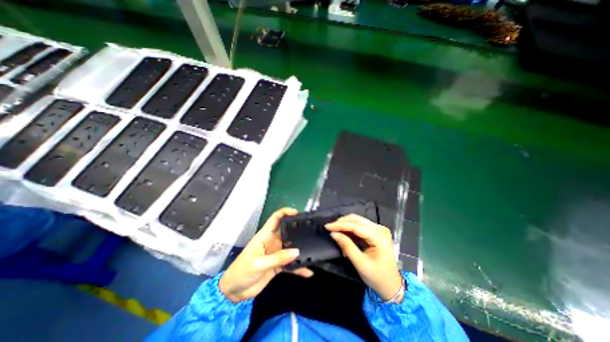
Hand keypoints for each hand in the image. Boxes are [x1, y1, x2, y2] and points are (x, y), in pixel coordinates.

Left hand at [220, 207, 314, 303]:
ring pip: (291, 248)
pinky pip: (291, 264)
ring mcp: (277, 253)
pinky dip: (299, 267)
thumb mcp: (258, 264)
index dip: (285, 212)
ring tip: (313, 251)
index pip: (275, 218)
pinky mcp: (279, 265)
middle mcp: (273, 242)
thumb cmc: (241, 271)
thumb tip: (297, 251)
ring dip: (301, 250)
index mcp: (265, 235)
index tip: (297, 212)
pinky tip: (308, 271)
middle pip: (287, 232)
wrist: (234, 292)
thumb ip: (277, 258)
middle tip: (311, 231)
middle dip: (298, 230)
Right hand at [326, 215, 403, 302]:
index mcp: (379, 237)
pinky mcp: (376, 232)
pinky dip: (350, 228)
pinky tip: (342, 232)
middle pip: (357, 219)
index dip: (340, 225)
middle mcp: (380, 229)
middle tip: (329, 227)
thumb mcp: (360, 263)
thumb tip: (333, 234)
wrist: (392, 285)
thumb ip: (347, 246)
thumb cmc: (377, 277)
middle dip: (342, 222)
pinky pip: (360, 225)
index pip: (356, 226)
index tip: (327, 226)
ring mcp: (379, 229)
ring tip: (334, 229)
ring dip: (345, 224)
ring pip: (358, 220)